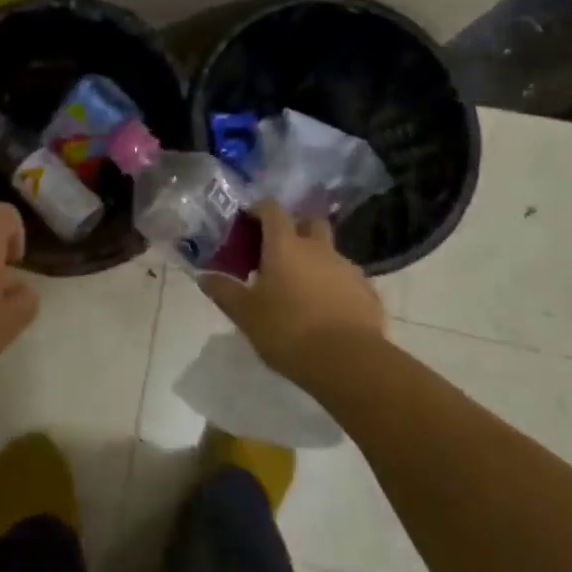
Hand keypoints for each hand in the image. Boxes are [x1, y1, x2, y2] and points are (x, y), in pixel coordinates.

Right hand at [199, 201, 385, 379]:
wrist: (349, 362)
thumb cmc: (288, 330)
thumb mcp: (245, 314)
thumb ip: (224, 291)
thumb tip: (204, 276)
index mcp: (285, 245)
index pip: (272, 209)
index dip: (258, 209)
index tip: (247, 222)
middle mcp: (319, 248)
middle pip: (309, 222)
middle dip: (294, 229)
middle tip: (277, 252)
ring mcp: (348, 269)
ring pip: (329, 252)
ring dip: (315, 261)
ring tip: (301, 289)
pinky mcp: (368, 292)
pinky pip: (346, 280)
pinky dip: (334, 286)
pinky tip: (326, 311)